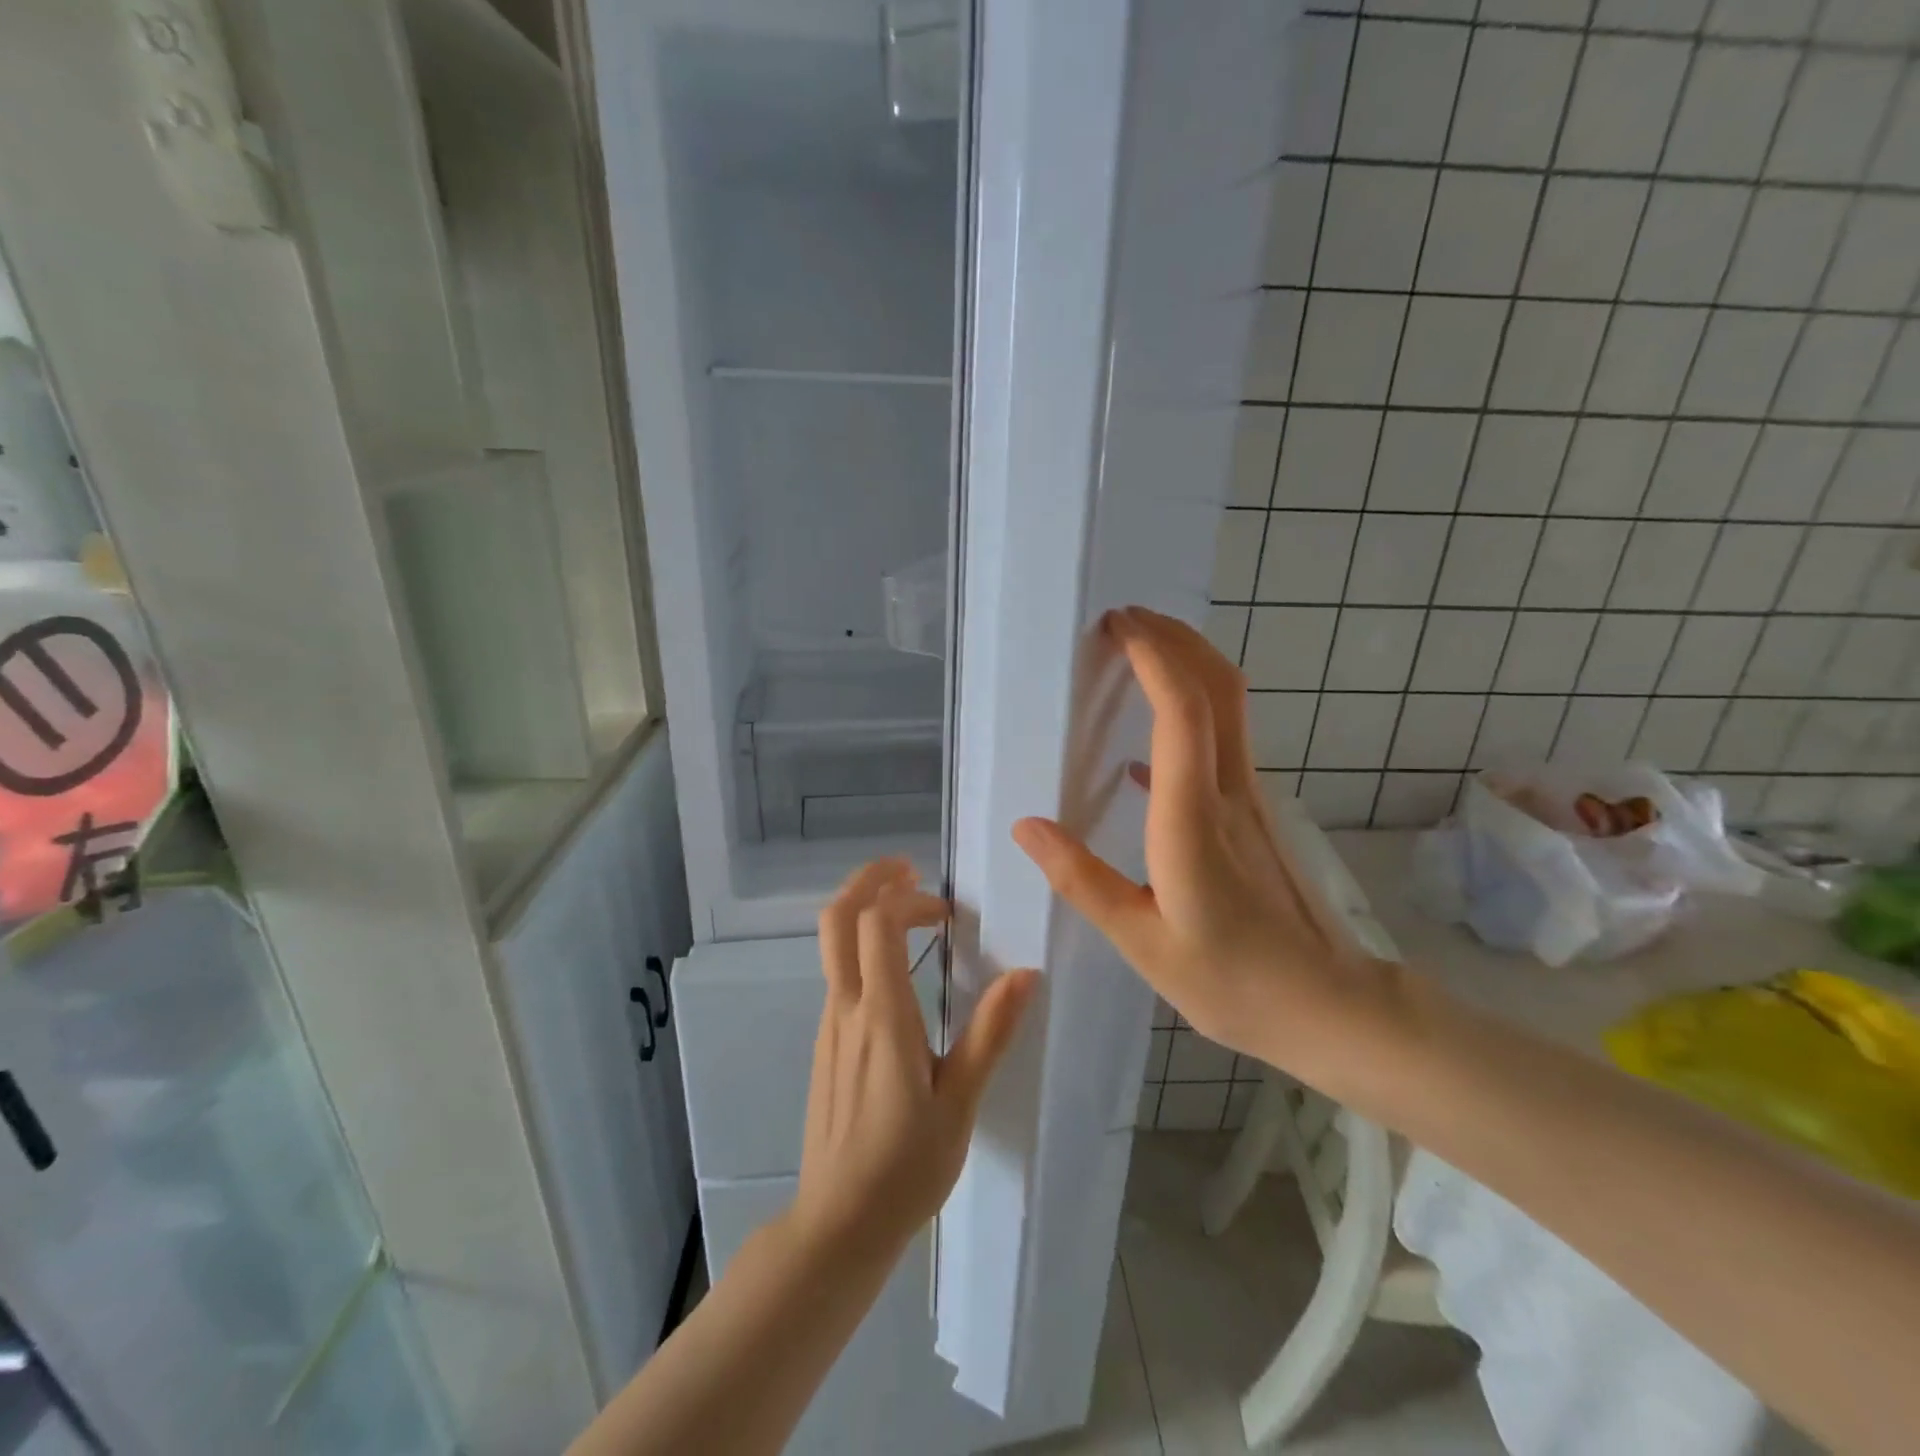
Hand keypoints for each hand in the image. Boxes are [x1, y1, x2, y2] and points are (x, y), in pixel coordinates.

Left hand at [790, 859, 1037, 1259]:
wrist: (838, 1224)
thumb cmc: (906, 1166)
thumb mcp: (960, 1102)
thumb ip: (990, 1033)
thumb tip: (1026, 973)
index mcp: (882, 1017)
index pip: (876, 924)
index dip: (907, 897)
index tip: (946, 911)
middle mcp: (846, 1008)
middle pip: (837, 918)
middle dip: (868, 880)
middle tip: (908, 870)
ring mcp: (830, 1025)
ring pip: (833, 944)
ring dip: (866, 912)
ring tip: (912, 915)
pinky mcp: (826, 1043)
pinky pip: (839, 975)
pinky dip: (863, 948)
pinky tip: (899, 974)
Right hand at [1011, 607, 1403, 1085]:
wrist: (1329, 1005)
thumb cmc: (1232, 980)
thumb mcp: (1142, 942)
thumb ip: (1082, 881)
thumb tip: (1027, 827)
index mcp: (1193, 819)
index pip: (1182, 712)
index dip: (1154, 657)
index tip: (1117, 626)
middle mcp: (1229, 792)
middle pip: (1218, 686)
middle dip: (1175, 639)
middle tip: (1124, 619)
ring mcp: (1250, 798)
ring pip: (1228, 705)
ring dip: (1187, 664)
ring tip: (1136, 655)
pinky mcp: (1256, 811)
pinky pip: (1224, 739)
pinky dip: (1190, 713)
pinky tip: (1148, 747)